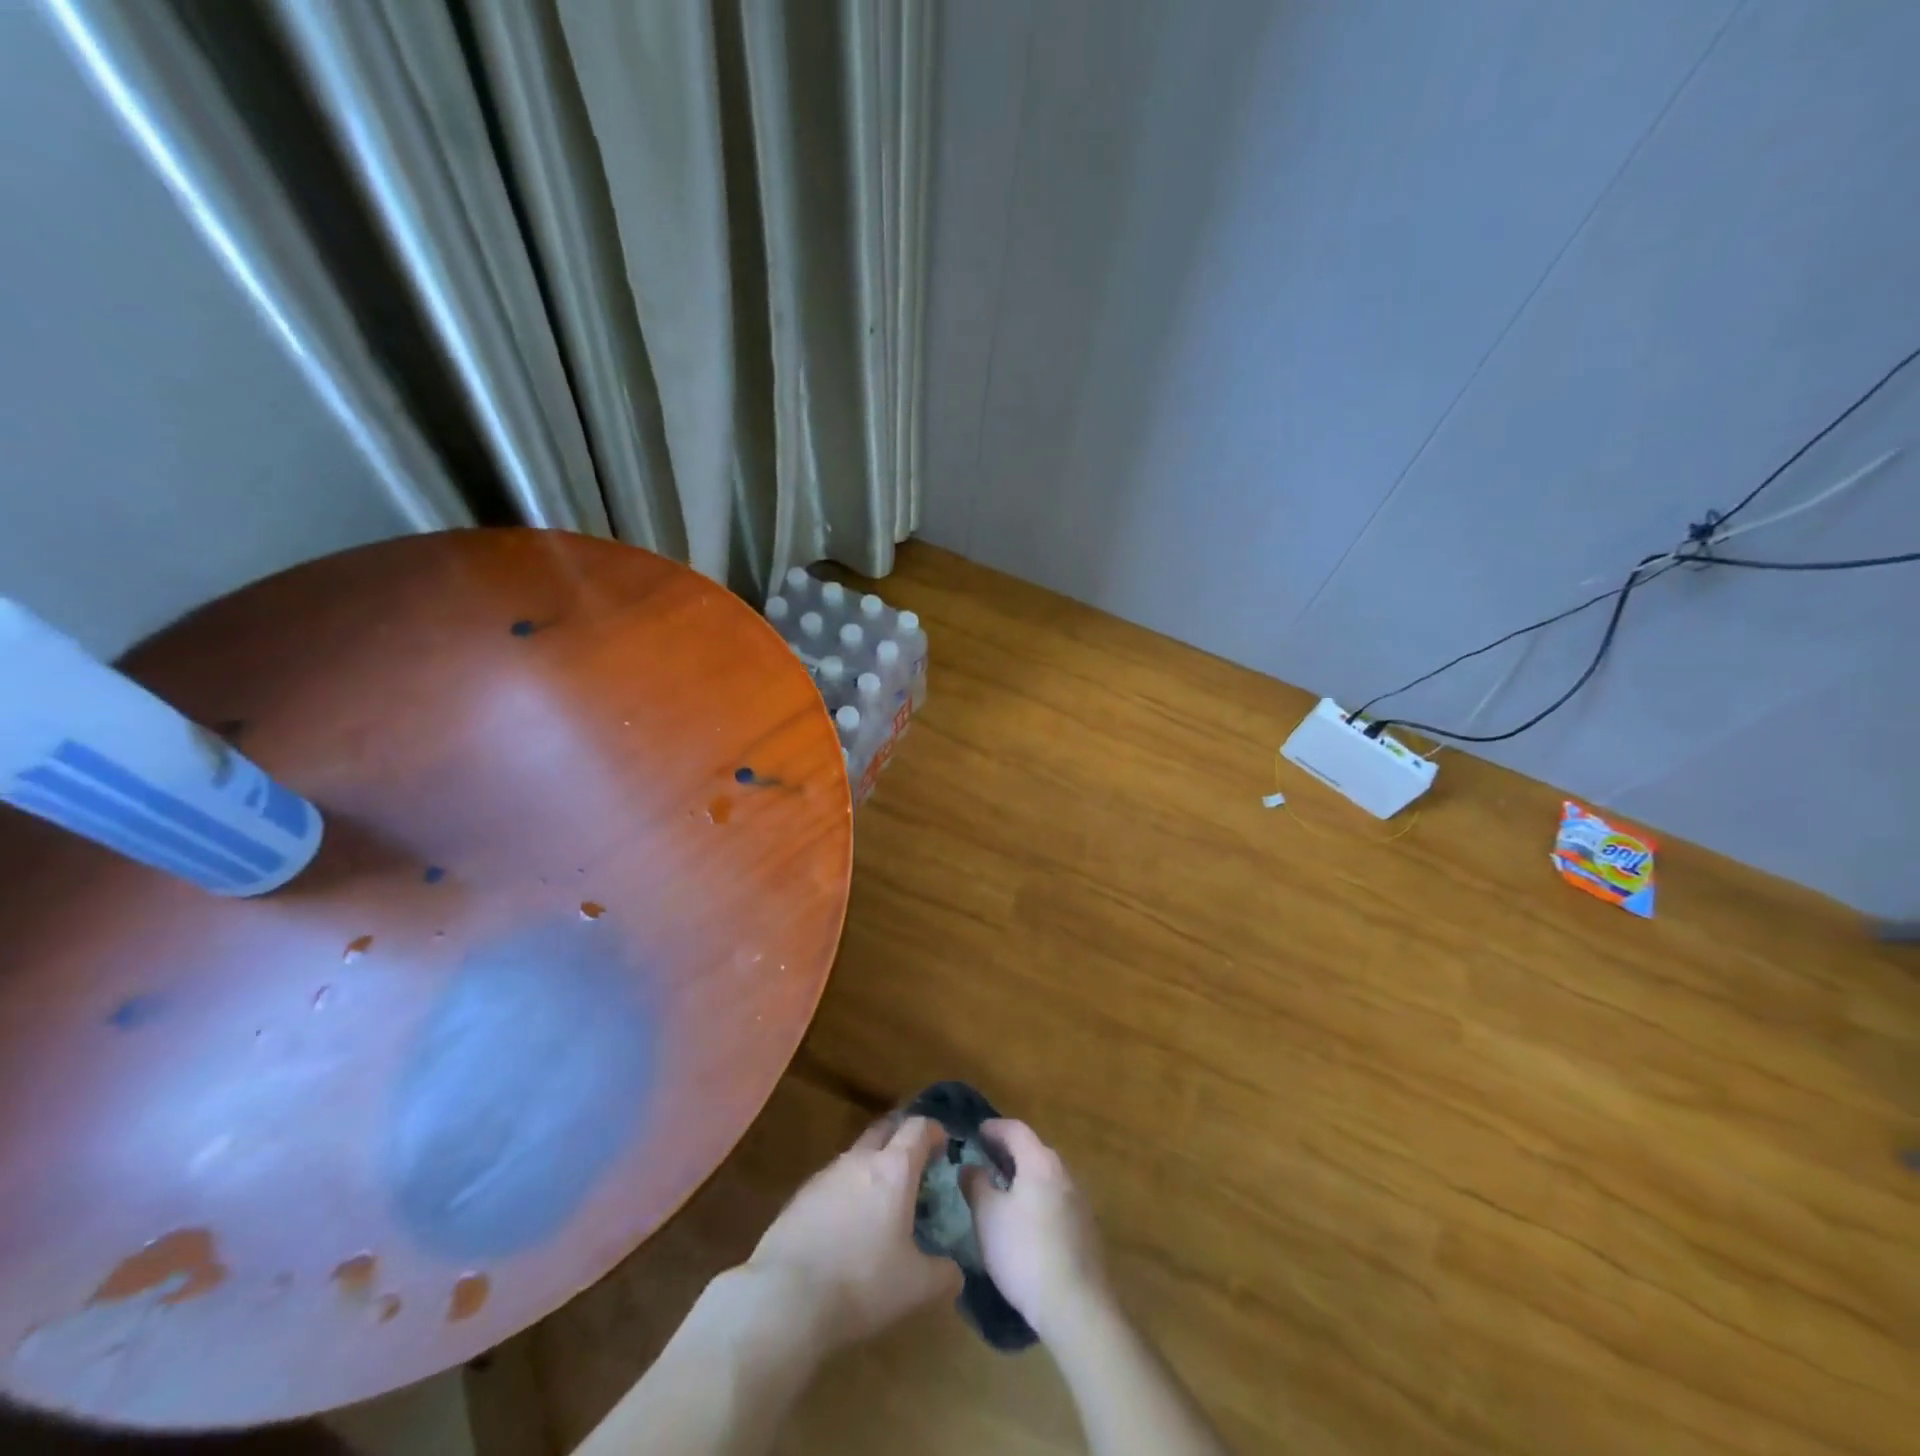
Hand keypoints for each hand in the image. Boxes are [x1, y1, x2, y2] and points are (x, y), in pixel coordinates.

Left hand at [744, 1116, 960, 1349]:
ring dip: (872, 1165)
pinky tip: (846, 1224)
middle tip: (914, 1160)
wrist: (786, 1297)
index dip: (934, 1130)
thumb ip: (944, 1274)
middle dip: (901, 1136)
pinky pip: (832, 1181)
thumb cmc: (862, 1283)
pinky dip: (846, 1191)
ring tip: (881, 1198)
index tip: (943, 1144)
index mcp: (894, 1169)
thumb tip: (955, 1271)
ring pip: (856, 1155)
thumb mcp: (916, 1287)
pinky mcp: (800, 1196)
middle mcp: (860, 1160)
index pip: (918, 1128)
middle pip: (885, 1128)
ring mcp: (826, 1175)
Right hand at [962, 1119, 1111, 1341]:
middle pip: (1033, 1150)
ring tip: (1001, 1188)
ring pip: (1046, 1175)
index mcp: (1040, 1162)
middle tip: (985, 1159)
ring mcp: (1079, 1201)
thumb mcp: (987, 1216)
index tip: (977, 1132)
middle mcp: (1064, 1173)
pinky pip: (1055, 1198)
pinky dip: (1036, 1196)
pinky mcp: (1085, 1228)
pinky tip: (1024, 1219)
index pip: (1016, 1130)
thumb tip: (970, 1167)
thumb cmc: (1024, 1252)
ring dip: (1024, 1175)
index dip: (994, 1128)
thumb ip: (976, 1185)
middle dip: (1009, 1151)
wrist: (1076, 1306)